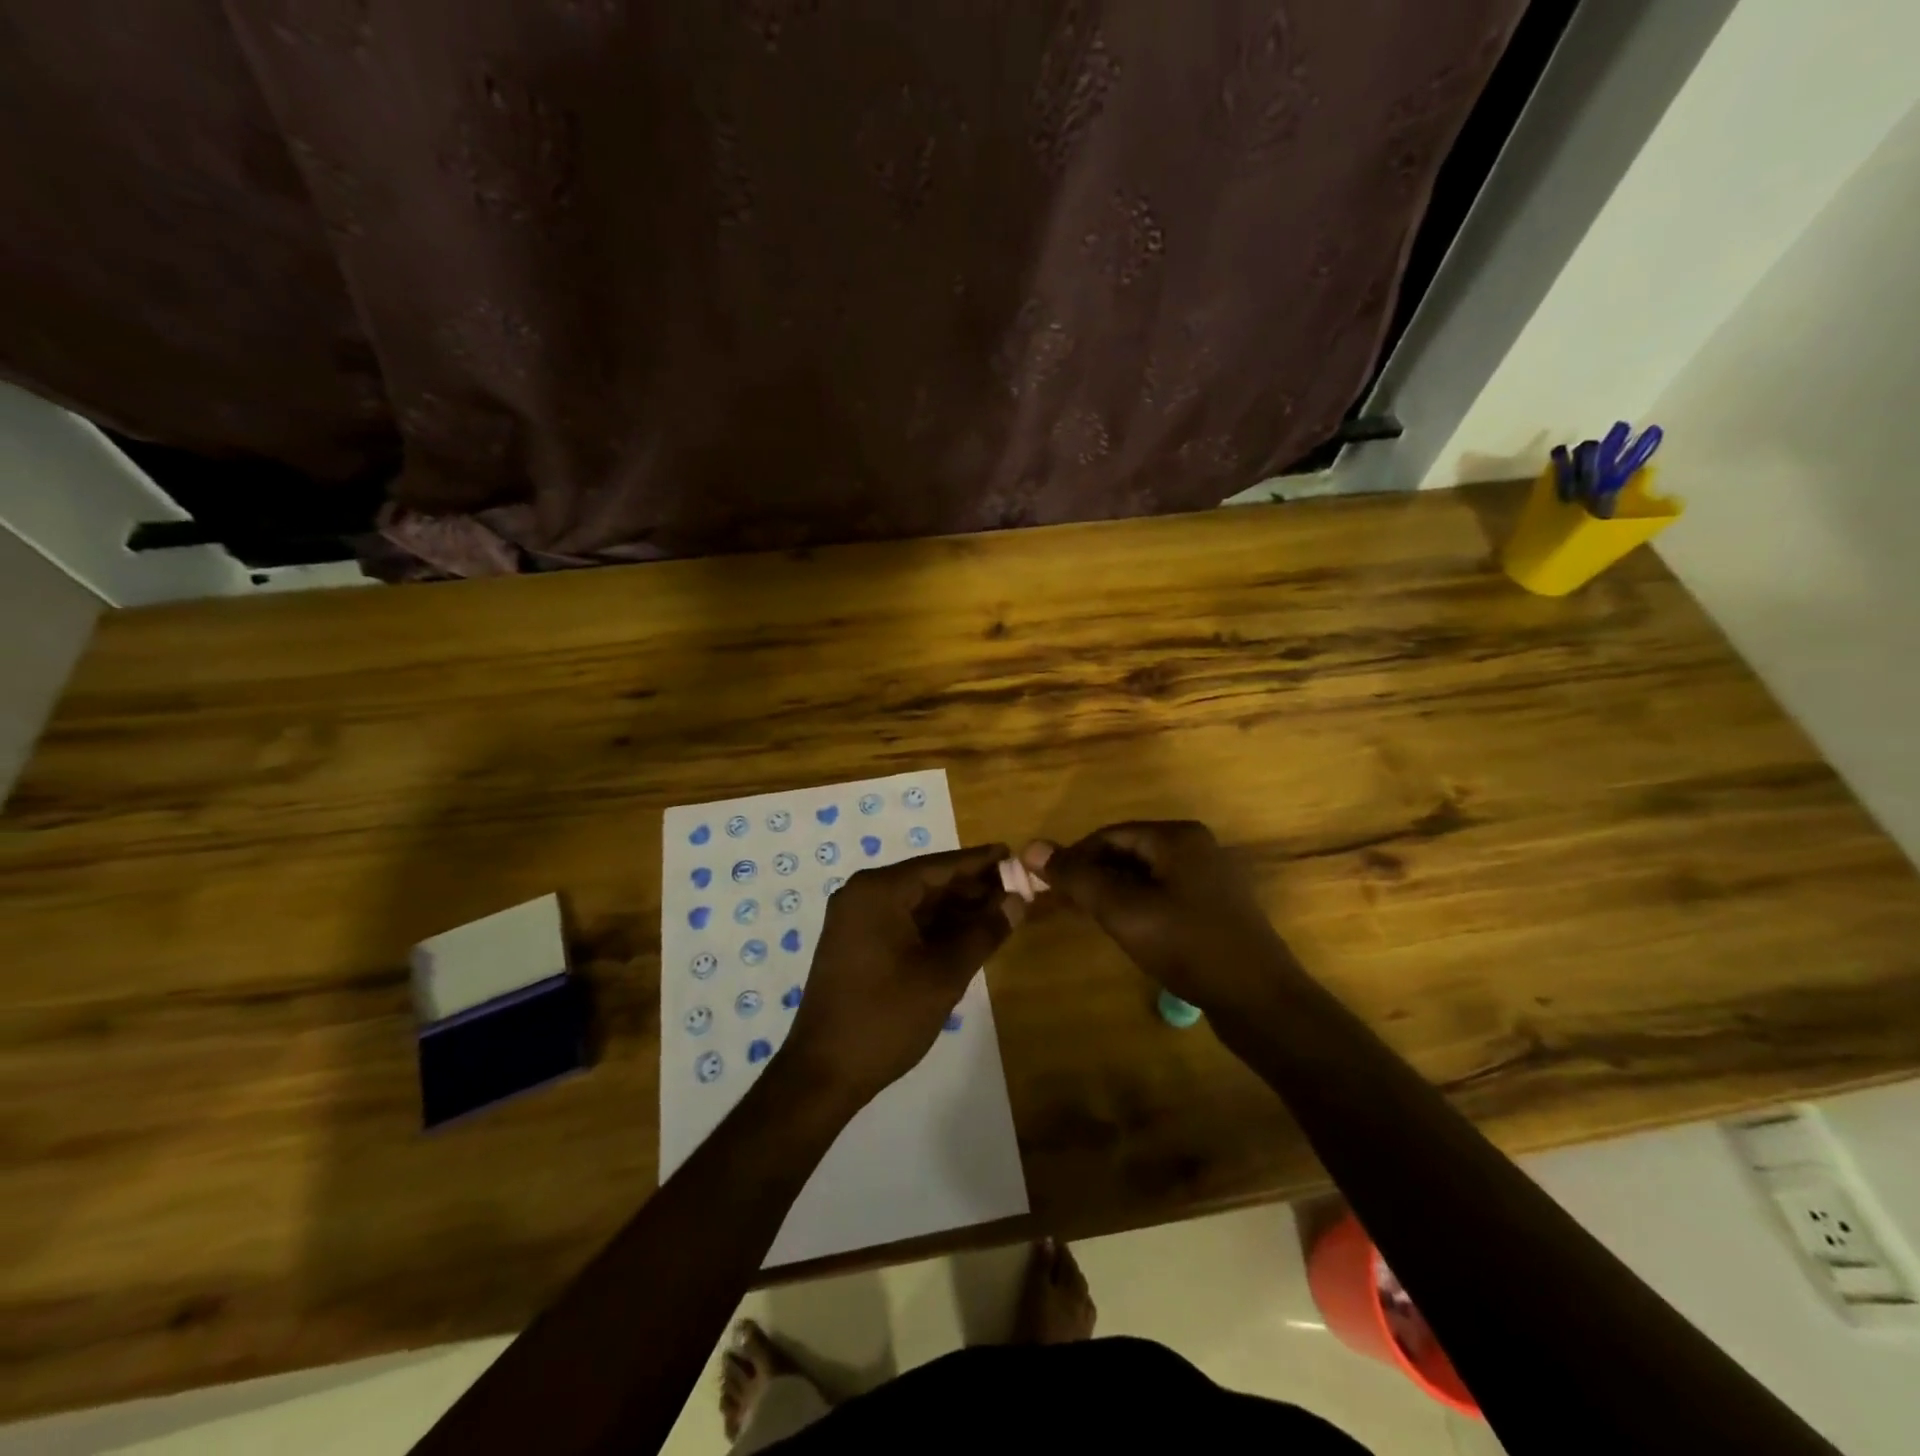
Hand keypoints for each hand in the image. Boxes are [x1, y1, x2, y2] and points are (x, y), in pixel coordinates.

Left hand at [782, 844, 1022, 1107]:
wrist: (823, 1073)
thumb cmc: (886, 1017)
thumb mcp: (944, 975)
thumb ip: (984, 932)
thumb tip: (1018, 900)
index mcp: (879, 891)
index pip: (939, 865)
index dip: (980, 862)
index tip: (1013, 854)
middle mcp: (862, 895)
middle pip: (927, 882)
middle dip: (971, 888)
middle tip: (1016, 891)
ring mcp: (854, 920)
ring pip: (915, 904)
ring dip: (954, 910)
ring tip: (1000, 914)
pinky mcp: (854, 944)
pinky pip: (901, 922)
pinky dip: (933, 928)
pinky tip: (966, 936)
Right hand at [1023, 821, 1299, 1016]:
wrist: (1260, 1001)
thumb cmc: (1188, 947)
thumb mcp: (1124, 911)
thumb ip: (1077, 878)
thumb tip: (1031, 848)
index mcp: (1177, 837)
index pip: (1109, 835)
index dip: (1074, 858)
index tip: (1048, 887)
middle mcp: (1196, 847)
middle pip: (1127, 851)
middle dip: (1093, 876)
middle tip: (1067, 907)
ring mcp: (1209, 877)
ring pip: (1145, 875)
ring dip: (1114, 893)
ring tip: (1091, 921)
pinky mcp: (1214, 907)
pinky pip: (1164, 894)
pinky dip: (1139, 906)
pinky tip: (1129, 932)